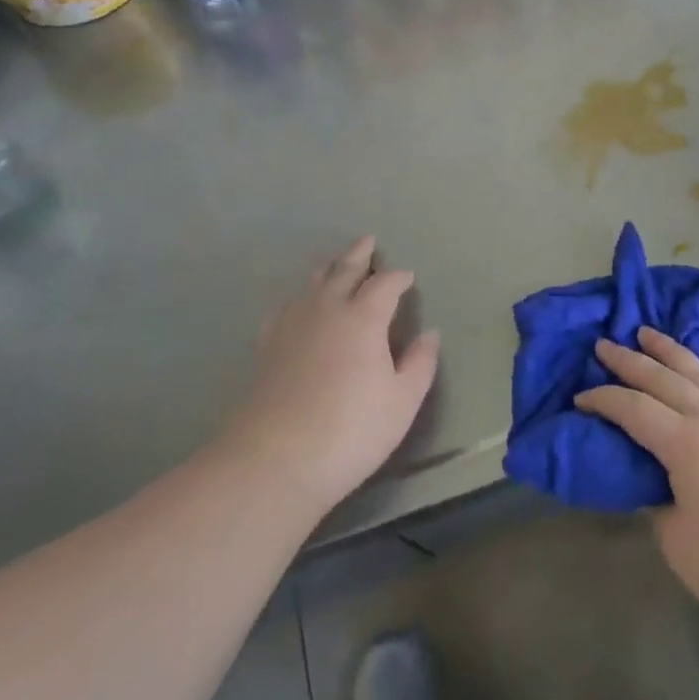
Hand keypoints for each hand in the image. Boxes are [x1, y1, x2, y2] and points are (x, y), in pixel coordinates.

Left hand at [224, 237, 440, 515]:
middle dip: (359, 255)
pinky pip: (286, 306)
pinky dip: (299, 297)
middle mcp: (327, 309)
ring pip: (313, 283)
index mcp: (364, 318)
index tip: (407, 277)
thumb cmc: (351, 430)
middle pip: (345, 270)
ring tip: (336, 262)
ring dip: (329, 268)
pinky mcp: (268, 345)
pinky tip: (298, 303)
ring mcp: (293, 324)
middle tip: (368, 240)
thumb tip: (430, 334)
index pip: (385, 285)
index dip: (398, 278)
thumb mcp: (402, 402)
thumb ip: (420, 364)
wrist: (276, 459)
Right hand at [576, 327, 698, 653]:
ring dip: (674, 351)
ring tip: (650, 333)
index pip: (632, 409)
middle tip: (605, 345)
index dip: (602, 400)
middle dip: (630, 360)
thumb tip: (656, 486)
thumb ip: (660, 506)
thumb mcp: (680, 546)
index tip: (580, 398)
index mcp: (684, 443)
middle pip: (663, 378)